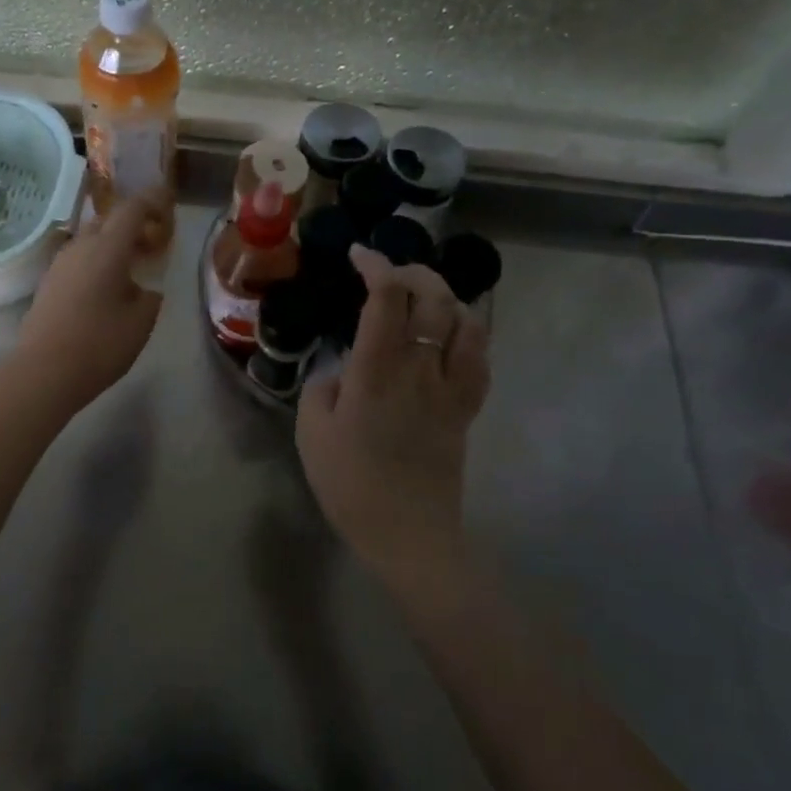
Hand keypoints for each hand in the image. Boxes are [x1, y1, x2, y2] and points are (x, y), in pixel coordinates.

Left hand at [10, 191, 169, 416]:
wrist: (43, 371)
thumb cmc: (100, 344)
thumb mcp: (141, 322)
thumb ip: (150, 297)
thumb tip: (144, 289)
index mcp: (108, 247)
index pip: (133, 208)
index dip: (153, 200)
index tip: (168, 204)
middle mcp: (81, 246)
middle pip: (109, 219)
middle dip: (133, 223)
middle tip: (153, 242)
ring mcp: (60, 263)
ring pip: (91, 238)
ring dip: (113, 243)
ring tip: (132, 266)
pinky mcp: (49, 282)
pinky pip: (79, 258)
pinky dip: (97, 259)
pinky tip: (107, 286)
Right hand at [296, 245, 489, 581]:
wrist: (409, 534)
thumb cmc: (351, 484)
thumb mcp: (311, 433)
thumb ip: (322, 388)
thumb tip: (344, 370)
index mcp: (376, 371)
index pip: (386, 297)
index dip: (376, 266)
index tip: (359, 256)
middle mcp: (419, 368)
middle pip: (435, 297)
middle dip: (414, 271)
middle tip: (390, 273)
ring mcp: (450, 388)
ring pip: (466, 322)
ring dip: (445, 298)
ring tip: (423, 299)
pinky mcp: (467, 409)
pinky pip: (480, 358)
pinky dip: (467, 334)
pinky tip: (450, 336)